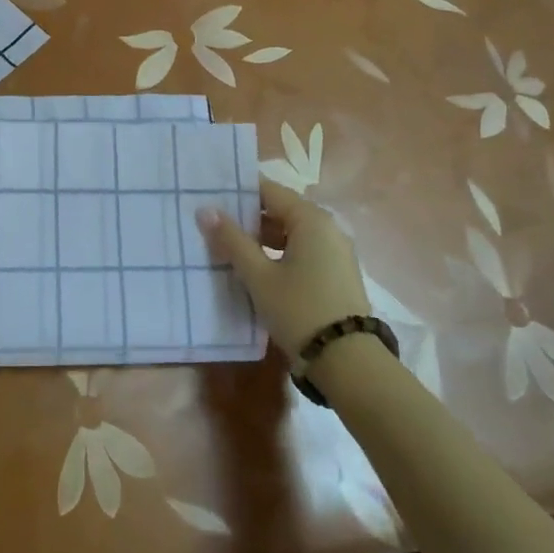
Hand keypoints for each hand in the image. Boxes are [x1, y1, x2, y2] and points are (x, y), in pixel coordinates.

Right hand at [197, 180, 368, 358]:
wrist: (348, 362)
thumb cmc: (299, 309)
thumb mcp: (258, 276)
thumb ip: (232, 240)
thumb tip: (205, 210)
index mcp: (311, 219)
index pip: (269, 190)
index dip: (239, 191)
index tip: (210, 195)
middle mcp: (327, 227)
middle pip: (280, 210)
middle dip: (247, 217)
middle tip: (213, 224)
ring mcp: (335, 251)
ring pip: (291, 232)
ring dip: (261, 238)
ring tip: (228, 248)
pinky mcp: (336, 273)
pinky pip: (302, 250)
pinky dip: (279, 253)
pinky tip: (256, 269)